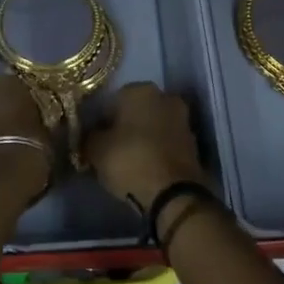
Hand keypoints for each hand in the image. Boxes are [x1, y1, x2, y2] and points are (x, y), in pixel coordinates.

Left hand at [0, 74, 53, 213]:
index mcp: (8, 85)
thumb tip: (46, 125)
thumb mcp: (50, 138)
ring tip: (0, 151)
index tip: (34, 115)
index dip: (26, 102)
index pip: (19, 85)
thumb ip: (44, 125)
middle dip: (2, 113)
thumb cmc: (28, 155)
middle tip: (16, 132)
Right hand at [86, 82, 213, 217]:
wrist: (173, 193)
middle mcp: (165, 97)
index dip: (100, 121)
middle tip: (110, 150)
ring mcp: (183, 119)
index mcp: (140, 89)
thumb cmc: (130, 160)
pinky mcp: (193, 143)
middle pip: (135, 111)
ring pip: (153, 126)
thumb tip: (91, 135)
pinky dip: (156, 151)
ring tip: (127, 162)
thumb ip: (90, 136)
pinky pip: (166, 142)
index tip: (94, 140)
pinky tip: (144, 168)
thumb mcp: (95, 149)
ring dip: (141, 138)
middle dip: (124, 127)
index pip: (112, 100)